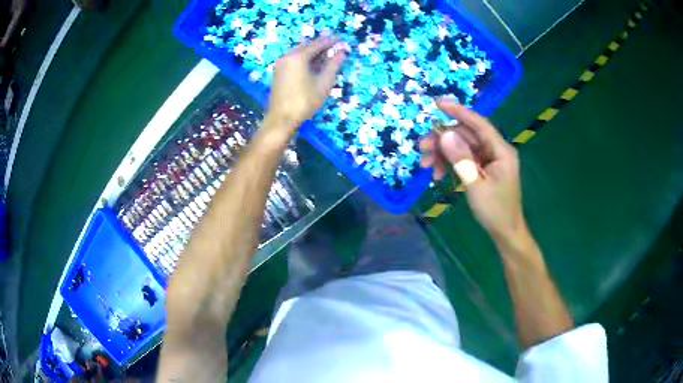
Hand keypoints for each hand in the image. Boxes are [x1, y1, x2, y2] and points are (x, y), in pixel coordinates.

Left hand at [265, 36, 346, 136]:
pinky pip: (293, 60)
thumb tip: (342, 52)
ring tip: (325, 53)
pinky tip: (313, 63)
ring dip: (312, 52)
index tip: (340, 38)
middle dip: (320, 45)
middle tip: (334, 43)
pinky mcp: (278, 73)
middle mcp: (287, 56)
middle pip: (306, 46)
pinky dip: (304, 59)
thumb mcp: (323, 83)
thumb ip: (333, 65)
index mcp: (298, 57)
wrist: (281, 119)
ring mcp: (281, 64)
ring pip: (299, 53)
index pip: (317, 44)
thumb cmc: (304, 101)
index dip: (330, 41)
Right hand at [419, 98, 524, 238]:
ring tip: (427, 166)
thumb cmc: (495, 211)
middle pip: (467, 135)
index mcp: (501, 150)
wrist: (505, 233)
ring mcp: (489, 159)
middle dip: (443, 140)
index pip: (479, 124)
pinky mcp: (483, 168)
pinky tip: (438, 175)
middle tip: (422, 148)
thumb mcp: (476, 185)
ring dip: (443, 153)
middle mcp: (495, 150)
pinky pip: (464, 158)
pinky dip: (450, 164)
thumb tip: (444, 134)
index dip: (459, 112)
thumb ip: (461, 159)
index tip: (438, 104)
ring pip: (462, 146)